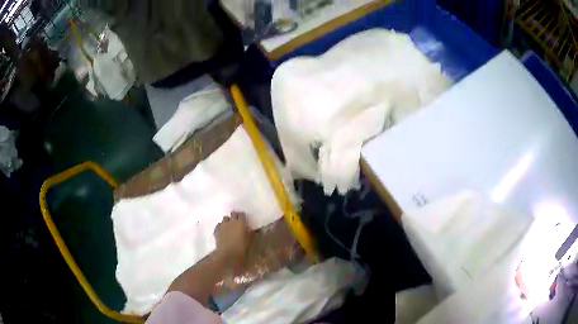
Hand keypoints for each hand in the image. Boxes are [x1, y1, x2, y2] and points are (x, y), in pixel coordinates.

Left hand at [214, 211, 251, 267]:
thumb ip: (252, 233)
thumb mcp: (250, 241)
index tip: (245, 220)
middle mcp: (231, 221)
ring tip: (230, 227)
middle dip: (235, 216)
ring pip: (225, 218)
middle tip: (238, 222)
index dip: (243, 217)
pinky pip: (219, 225)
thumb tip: (255, 229)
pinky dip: (221, 227)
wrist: (227, 256)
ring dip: (228, 221)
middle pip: (233, 214)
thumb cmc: (241, 249)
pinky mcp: (216, 231)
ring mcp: (222, 225)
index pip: (242, 214)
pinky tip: (223, 232)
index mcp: (241, 223)